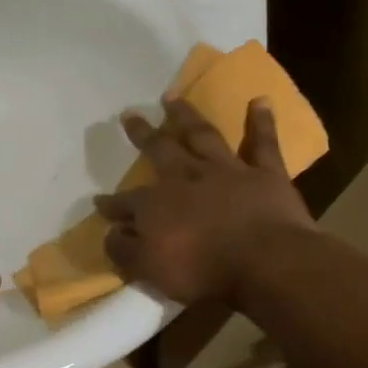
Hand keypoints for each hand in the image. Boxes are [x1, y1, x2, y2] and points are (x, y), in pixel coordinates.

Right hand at [95, 97, 315, 309]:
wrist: (267, 263)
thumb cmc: (203, 270)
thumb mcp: (149, 269)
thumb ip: (124, 249)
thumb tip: (110, 232)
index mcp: (155, 204)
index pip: (125, 202)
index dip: (111, 204)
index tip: (99, 203)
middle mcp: (186, 178)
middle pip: (159, 150)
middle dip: (142, 133)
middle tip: (129, 114)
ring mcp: (227, 171)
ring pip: (202, 136)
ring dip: (186, 115)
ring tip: (172, 96)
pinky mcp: (266, 174)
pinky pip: (263, 143)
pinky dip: (261, 122)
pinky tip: (260, 100)